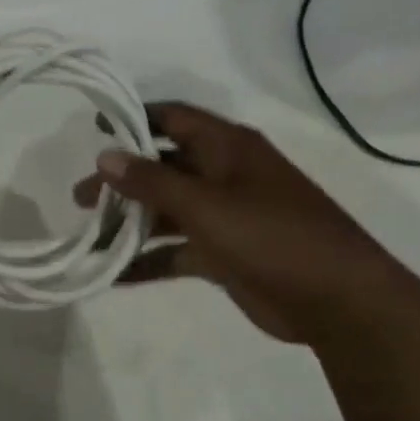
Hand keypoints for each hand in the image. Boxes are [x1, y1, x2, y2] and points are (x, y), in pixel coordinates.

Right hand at [75, 102, 409, 342]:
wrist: (339, 301)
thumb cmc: (273, 236)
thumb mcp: (207, 205)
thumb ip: (152, 181)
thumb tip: (104, 156)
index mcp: (227, 148)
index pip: (172, 118)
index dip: (134, 120)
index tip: (95, 130)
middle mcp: (223, 175)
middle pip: (162, 168)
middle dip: (121, 182)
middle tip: (80, 200)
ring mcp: (225, 216)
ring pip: (166, 211)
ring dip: (130, 223)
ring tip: (89, 239)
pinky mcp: (225, 254)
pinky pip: (177, 250)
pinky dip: (149, 260)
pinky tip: (114, 275)